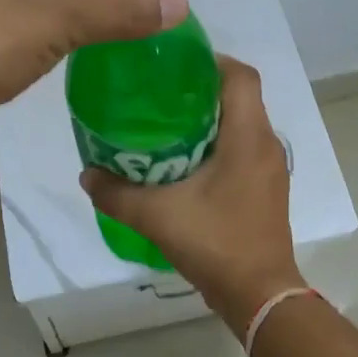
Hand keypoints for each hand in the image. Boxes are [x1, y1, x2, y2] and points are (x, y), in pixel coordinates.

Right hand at [80, 56, 301, 326]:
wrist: (260, 296)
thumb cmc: (216, 243)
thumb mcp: (157, 216)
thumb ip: (117, 193)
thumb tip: (87, 175)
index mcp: (248, 136)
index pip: (240, 75)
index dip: (211, 61)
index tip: (174, 66)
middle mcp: (266, 144)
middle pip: (240, 97)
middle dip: (201, 90)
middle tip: (159, 94)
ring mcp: (270, 168)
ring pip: (242, 124)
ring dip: (210, 118)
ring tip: (167, 124)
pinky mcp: (267, 189)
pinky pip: (244, 149)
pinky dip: (218, 144)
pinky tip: (186, 162)